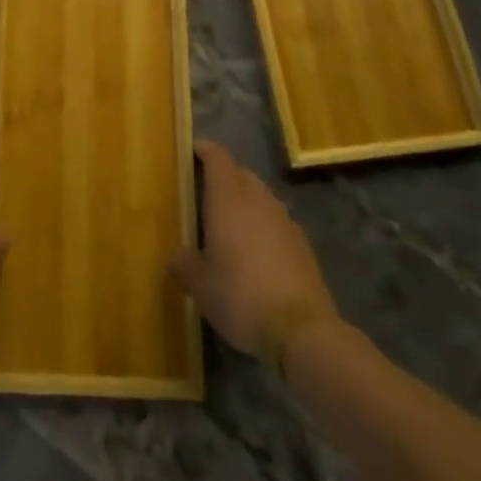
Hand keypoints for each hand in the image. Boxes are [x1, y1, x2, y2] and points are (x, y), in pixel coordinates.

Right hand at [170, 141, 339, 368]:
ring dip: (245, 201)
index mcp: (228, 198)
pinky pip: (276, 222)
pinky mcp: (302, 244)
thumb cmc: (239, 295)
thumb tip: (178, 255)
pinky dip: (263, 226)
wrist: (301, 329)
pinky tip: (255, 252)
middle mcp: (258, 199)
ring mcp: (284, 220)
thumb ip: (184, 263)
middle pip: (240, 173)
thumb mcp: (199, 284)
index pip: (217, 157)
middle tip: (204, 192)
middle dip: (224, 176)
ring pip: (261, 197)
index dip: (204, 150)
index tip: (192, 150)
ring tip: (229, 224)